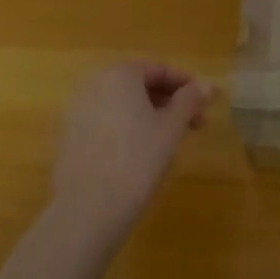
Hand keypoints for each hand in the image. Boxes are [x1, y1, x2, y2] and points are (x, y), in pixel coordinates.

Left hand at [51, 60, 214, 235]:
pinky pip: (106, 121)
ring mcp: (78, 110)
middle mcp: (94, 84)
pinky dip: (127, 128)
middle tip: (194, 124)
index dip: (186, 85)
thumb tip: (209, 84)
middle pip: (139, 85)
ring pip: (123, 104)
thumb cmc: (138, 160)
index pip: (159, 69)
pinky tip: (141, 153)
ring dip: (150, 115)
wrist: (88, 208)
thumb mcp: (172, 128)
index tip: (205, 104)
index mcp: (119, 74)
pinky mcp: (70, 136)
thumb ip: (190, 100)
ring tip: (171, 140)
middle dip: (170, 101)